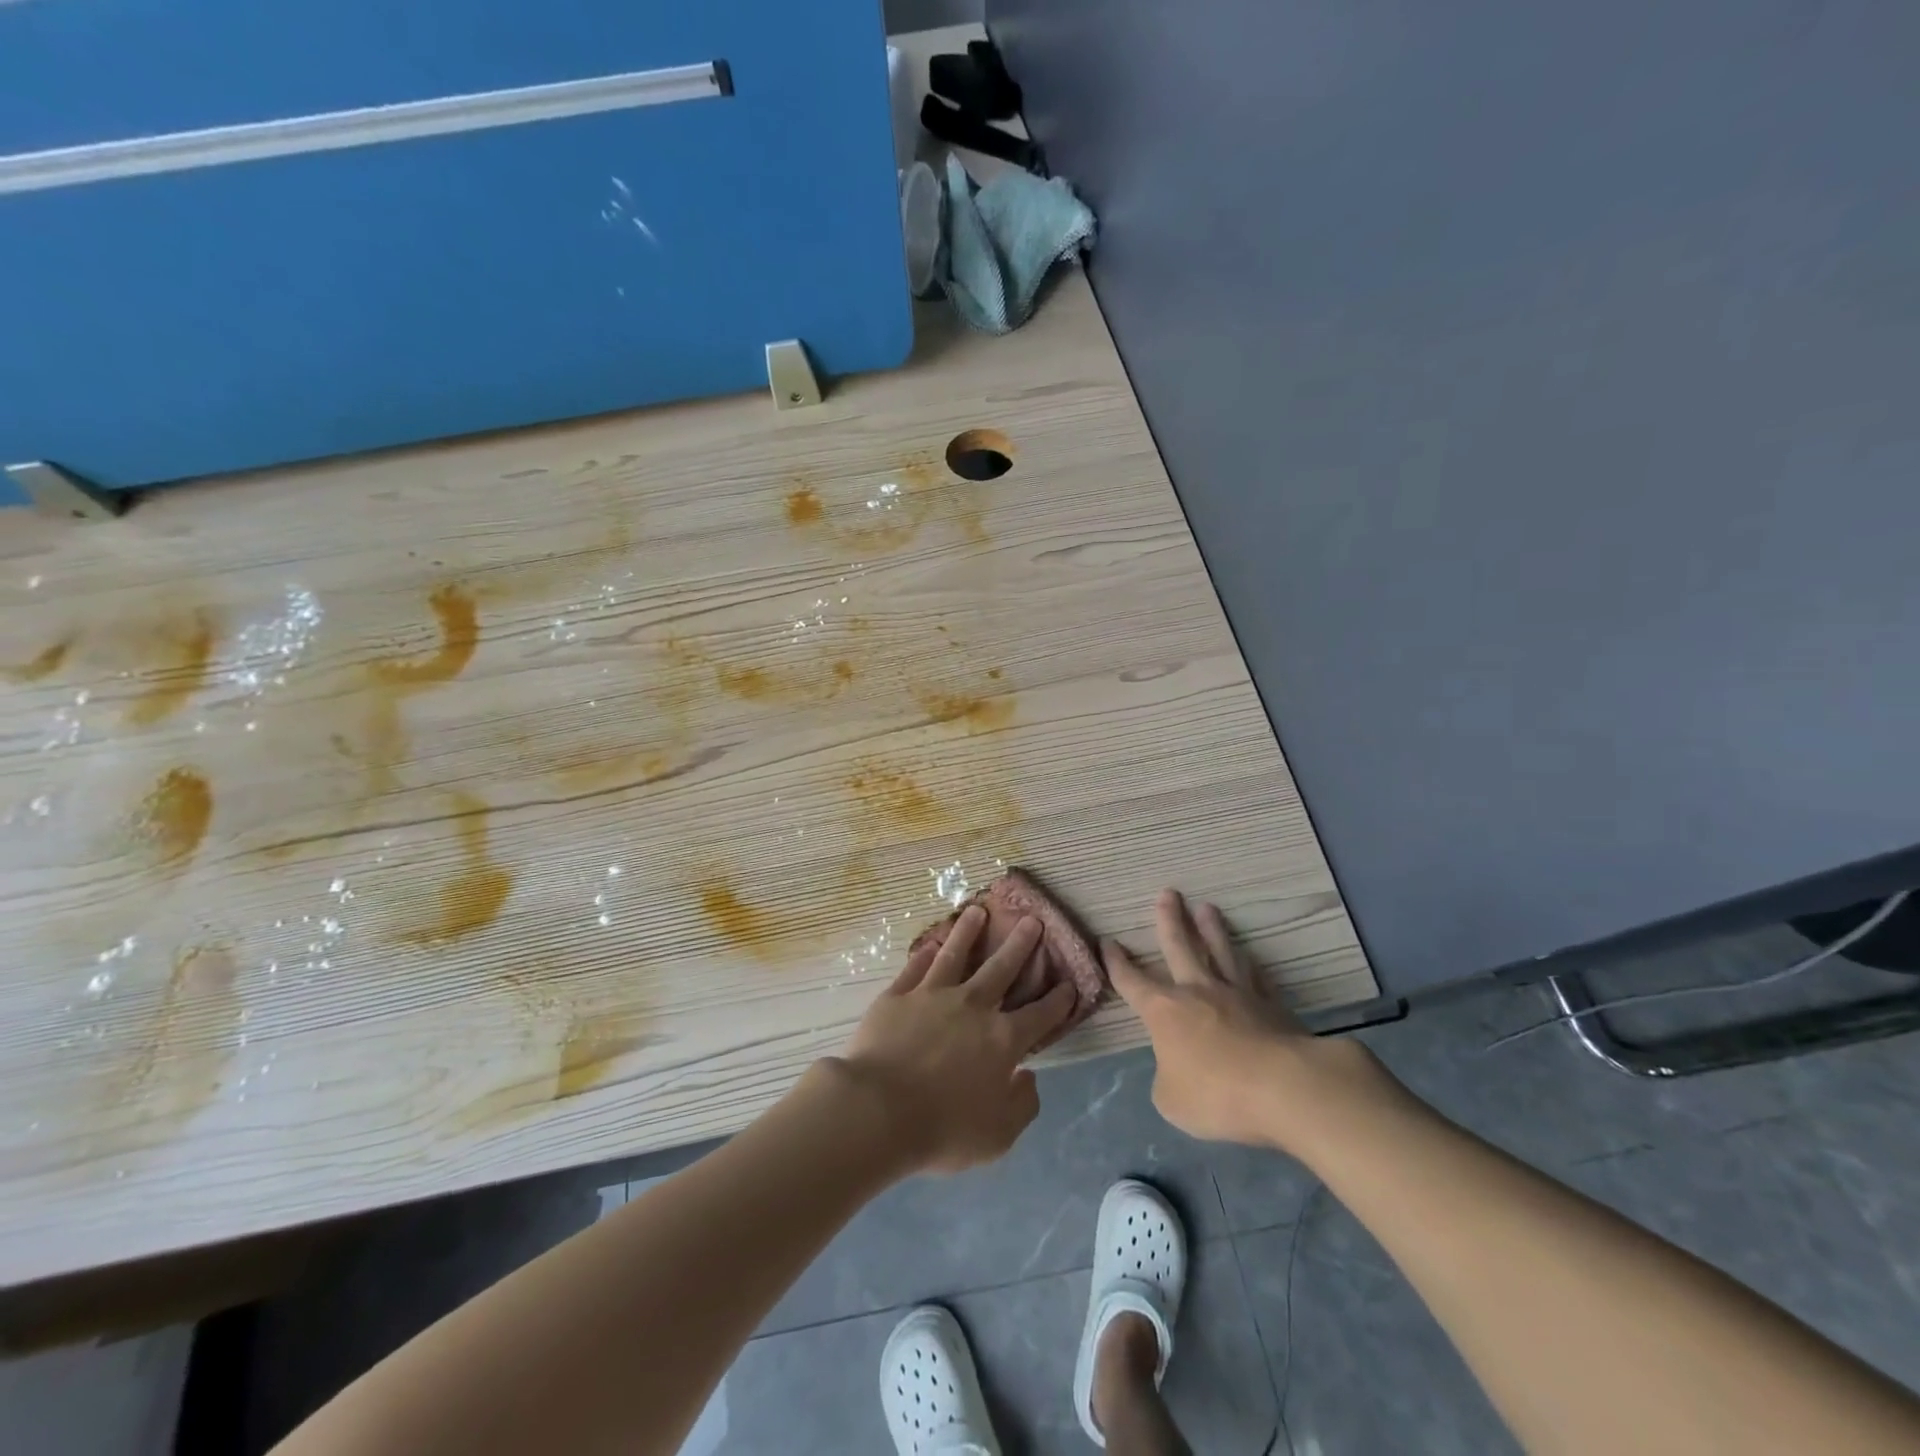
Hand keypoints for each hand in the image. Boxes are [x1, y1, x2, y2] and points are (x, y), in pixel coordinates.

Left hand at [836, 905, 1076, 1173]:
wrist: (878, 1111)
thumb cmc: (943, 1128)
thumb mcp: (998, 1135)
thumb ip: (1022, 1105)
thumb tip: (1028, 1077)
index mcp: (1002, 1040)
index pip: (1040, 1015)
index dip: (1058, 999)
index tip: (1069, 983)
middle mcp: (972, 1006)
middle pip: (1001, 968)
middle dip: (1020, 944)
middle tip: (1031, 920)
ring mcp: (932, 995)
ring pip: (955, 954)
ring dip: (969, 931)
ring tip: (977, 911)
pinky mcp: (898, 995)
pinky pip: (915, 968)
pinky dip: (925, 955)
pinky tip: (930, 945)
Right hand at [1105, 889, 1398, 1154]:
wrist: (1285, 1088)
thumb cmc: (1216, 1094)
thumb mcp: (1172, 1100)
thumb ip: (1166, 1079)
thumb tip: (1174, 1068)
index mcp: (1164, 1011)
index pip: (1132, 981)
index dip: (1117, 962)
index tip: (1108, 941)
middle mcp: (1198, 991)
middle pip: (1180, 947)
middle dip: (1170, 920)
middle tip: (1168, 893)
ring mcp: (1238, 995)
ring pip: (1221, 952)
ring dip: (1212, 929)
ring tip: (1207, 908)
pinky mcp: (1273, 1006)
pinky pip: (1258, 978)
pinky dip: (1252, 965)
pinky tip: (1250, 957)